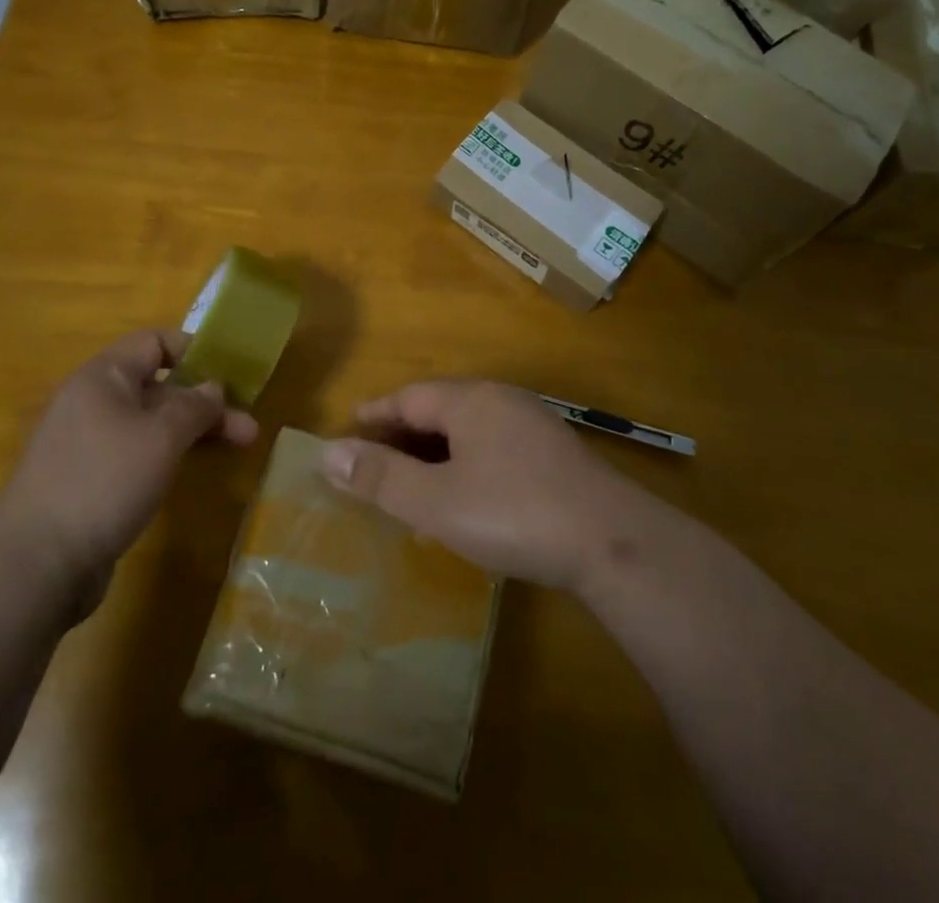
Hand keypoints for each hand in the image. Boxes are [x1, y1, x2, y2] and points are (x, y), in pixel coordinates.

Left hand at [0, 329, 257, 606]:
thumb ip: (195, 405)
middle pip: (158, 386)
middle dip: (206, 402)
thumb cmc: (105, 480)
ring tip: (239, 447)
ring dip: (194, 430)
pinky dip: (168, 454)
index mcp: (103, 377)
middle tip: (248, 427)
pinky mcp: (88, 481)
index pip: (153, 342)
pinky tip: (191, 469)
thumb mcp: (163, 435)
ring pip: (151, 423)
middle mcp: (92, 402)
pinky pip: (136, 452)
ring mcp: (88, 444)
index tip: (231, 373)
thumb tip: (213, 387)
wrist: (36, 564)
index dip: (194, 350)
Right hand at [320, 380, 641, 590]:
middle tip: (373, 462)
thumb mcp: (436, 501)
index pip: (409, 396)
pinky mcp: (554, 454)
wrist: (611, 541)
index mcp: (470, 400)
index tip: (348, 428)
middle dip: (403, 434)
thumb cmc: (512, 513)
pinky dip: (466, 464)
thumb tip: (327, 453)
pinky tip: (464, 497)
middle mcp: (501, 400)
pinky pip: (494, 447)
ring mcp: (533, 425)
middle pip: (439, 408)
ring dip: (435, 452)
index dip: (375, 413)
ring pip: (469, 430)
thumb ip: (381, 477)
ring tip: (412, 483)